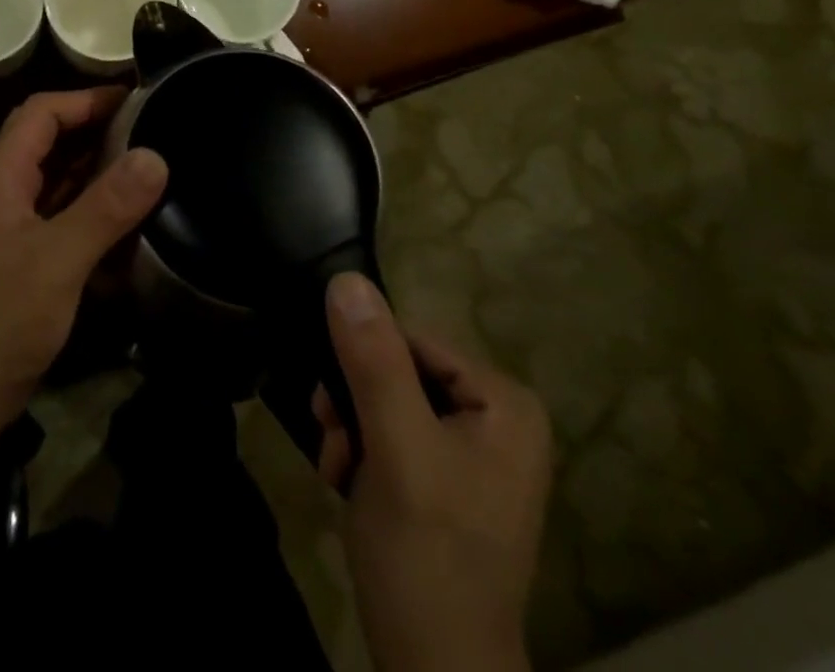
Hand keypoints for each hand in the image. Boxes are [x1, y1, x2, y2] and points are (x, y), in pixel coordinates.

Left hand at [0, 89, 167, 470]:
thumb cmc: (4, 319)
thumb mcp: (60, 260)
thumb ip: (106, 207)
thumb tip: (155, 156)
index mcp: (0, 178)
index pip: (40, 112)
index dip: (85, 98)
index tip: (133, 97)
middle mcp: (1, 192)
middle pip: (47, 140)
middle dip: (94, 127)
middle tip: (148, 126)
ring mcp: (10, 225)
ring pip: (55, 177)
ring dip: (95, 167)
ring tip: (145, 162)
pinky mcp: (22, 255)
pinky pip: (59, 213)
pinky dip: (90, 206)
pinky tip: (126, 218)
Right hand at [313, 273, 551, 671]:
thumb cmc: (426, 555)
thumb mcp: (395, 447)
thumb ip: (373, 362)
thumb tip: (346, 279)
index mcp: (503, 402)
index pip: (410, 341)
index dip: (363, 368)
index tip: (331, 411)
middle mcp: (497, 417)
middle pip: (398, 372)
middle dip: (355, 406)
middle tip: (334, 446)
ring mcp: (475, 452)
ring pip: (388, 402)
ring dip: (352, 432)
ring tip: (338, 472)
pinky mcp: (450, 480)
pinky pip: (394, 436)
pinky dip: (364, 456)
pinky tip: (349, 487)